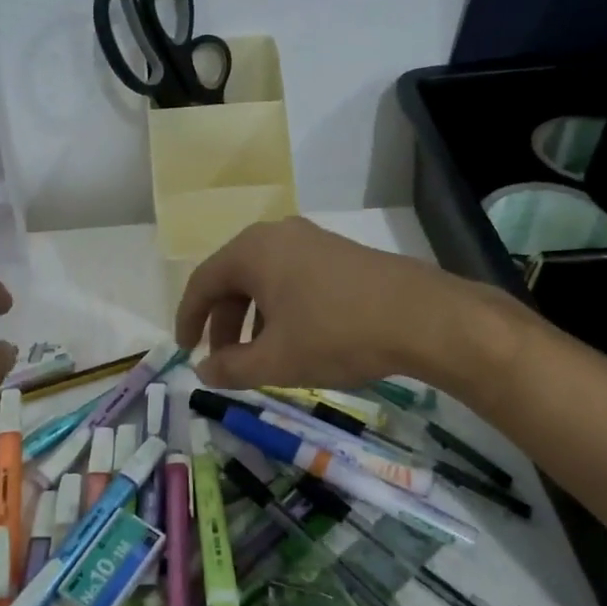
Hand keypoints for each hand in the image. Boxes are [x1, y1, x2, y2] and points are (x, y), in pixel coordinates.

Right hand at [175, 216, 522, 390]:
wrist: (421, 317)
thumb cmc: (336, 335)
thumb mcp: (276, 361)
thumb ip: (230, 368)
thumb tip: (203, 370)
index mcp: (252, 251)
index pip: (202, 283)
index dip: (188, 319)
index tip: (185, 350)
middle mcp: (277, 235)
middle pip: (233, 280)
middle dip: (224, 325)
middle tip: (225, 362)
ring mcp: (312, 240)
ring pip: (264, 281)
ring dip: (253, 320)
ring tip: (260, 357)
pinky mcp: (339, 253)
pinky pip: (292, 278)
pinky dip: (280, 309)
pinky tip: (295, 340)